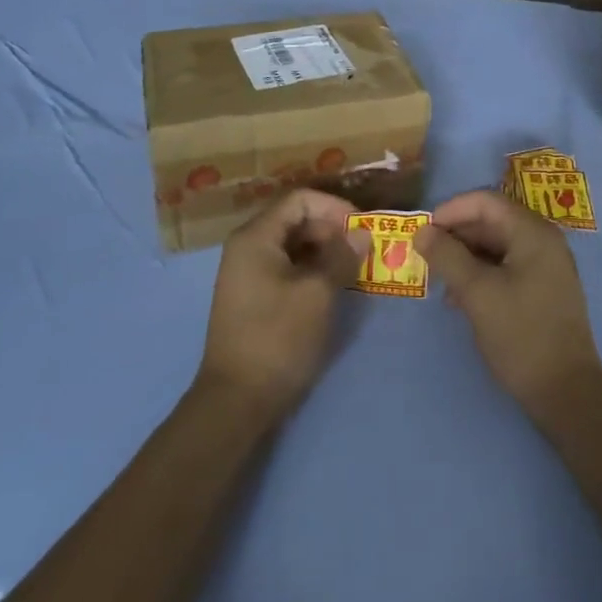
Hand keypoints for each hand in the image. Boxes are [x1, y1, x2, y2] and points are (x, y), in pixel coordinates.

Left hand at [198, 190, 362, 420]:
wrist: (237, 401)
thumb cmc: (278, 338)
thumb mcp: (318, 293)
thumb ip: (341, 256)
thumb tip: (362, 233)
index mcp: (255, 237)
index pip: (300, 199)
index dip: (334, 206)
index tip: (363, 227)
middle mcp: (247, 247)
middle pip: (296, 219)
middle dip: (333, 228)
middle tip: (364, 248)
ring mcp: (248, 273)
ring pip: (294, 245)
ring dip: (326, 250)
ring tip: (356, 266)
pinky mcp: (255, 297)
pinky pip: (288, 267)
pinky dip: (313, 269)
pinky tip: (336, 285)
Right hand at [415, 190, 601, 419]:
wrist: (566, 392)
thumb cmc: (521, 335)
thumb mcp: (477, 293)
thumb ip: (447, 257)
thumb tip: (422, 231)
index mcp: (533, 232)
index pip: (486, 201)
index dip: (451, 210)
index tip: (423, 231)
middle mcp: (543, 240)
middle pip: (492, 220)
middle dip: (456, 234)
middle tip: (425, 254)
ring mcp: (546, 265)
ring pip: (497, 245)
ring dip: (465, 256)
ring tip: (438, 279)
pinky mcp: (543, 288)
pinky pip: (506, 266)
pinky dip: (481, 273)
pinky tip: (459, 297)